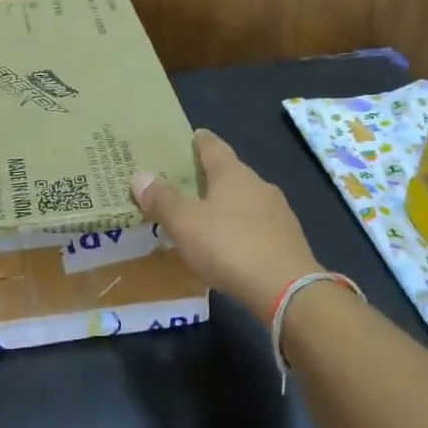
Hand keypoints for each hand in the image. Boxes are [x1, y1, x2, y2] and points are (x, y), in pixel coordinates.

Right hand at [130, 129, 320, 316]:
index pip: (214, 147)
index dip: (200, 141)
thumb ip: (163, 200)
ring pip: (246, 201)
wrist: (288, 290)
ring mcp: (278, 213)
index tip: (192, 136)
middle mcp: (259, 185)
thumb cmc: (230, 246)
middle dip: (210, 177)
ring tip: (205, 217)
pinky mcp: (288, 241)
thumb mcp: (186, 224)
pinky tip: (231, 245)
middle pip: (231, 173)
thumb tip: (140, 176)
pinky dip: (241, 229)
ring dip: (227, 205)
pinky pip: (258, 226)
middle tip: (186, 182)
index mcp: (233, 174)